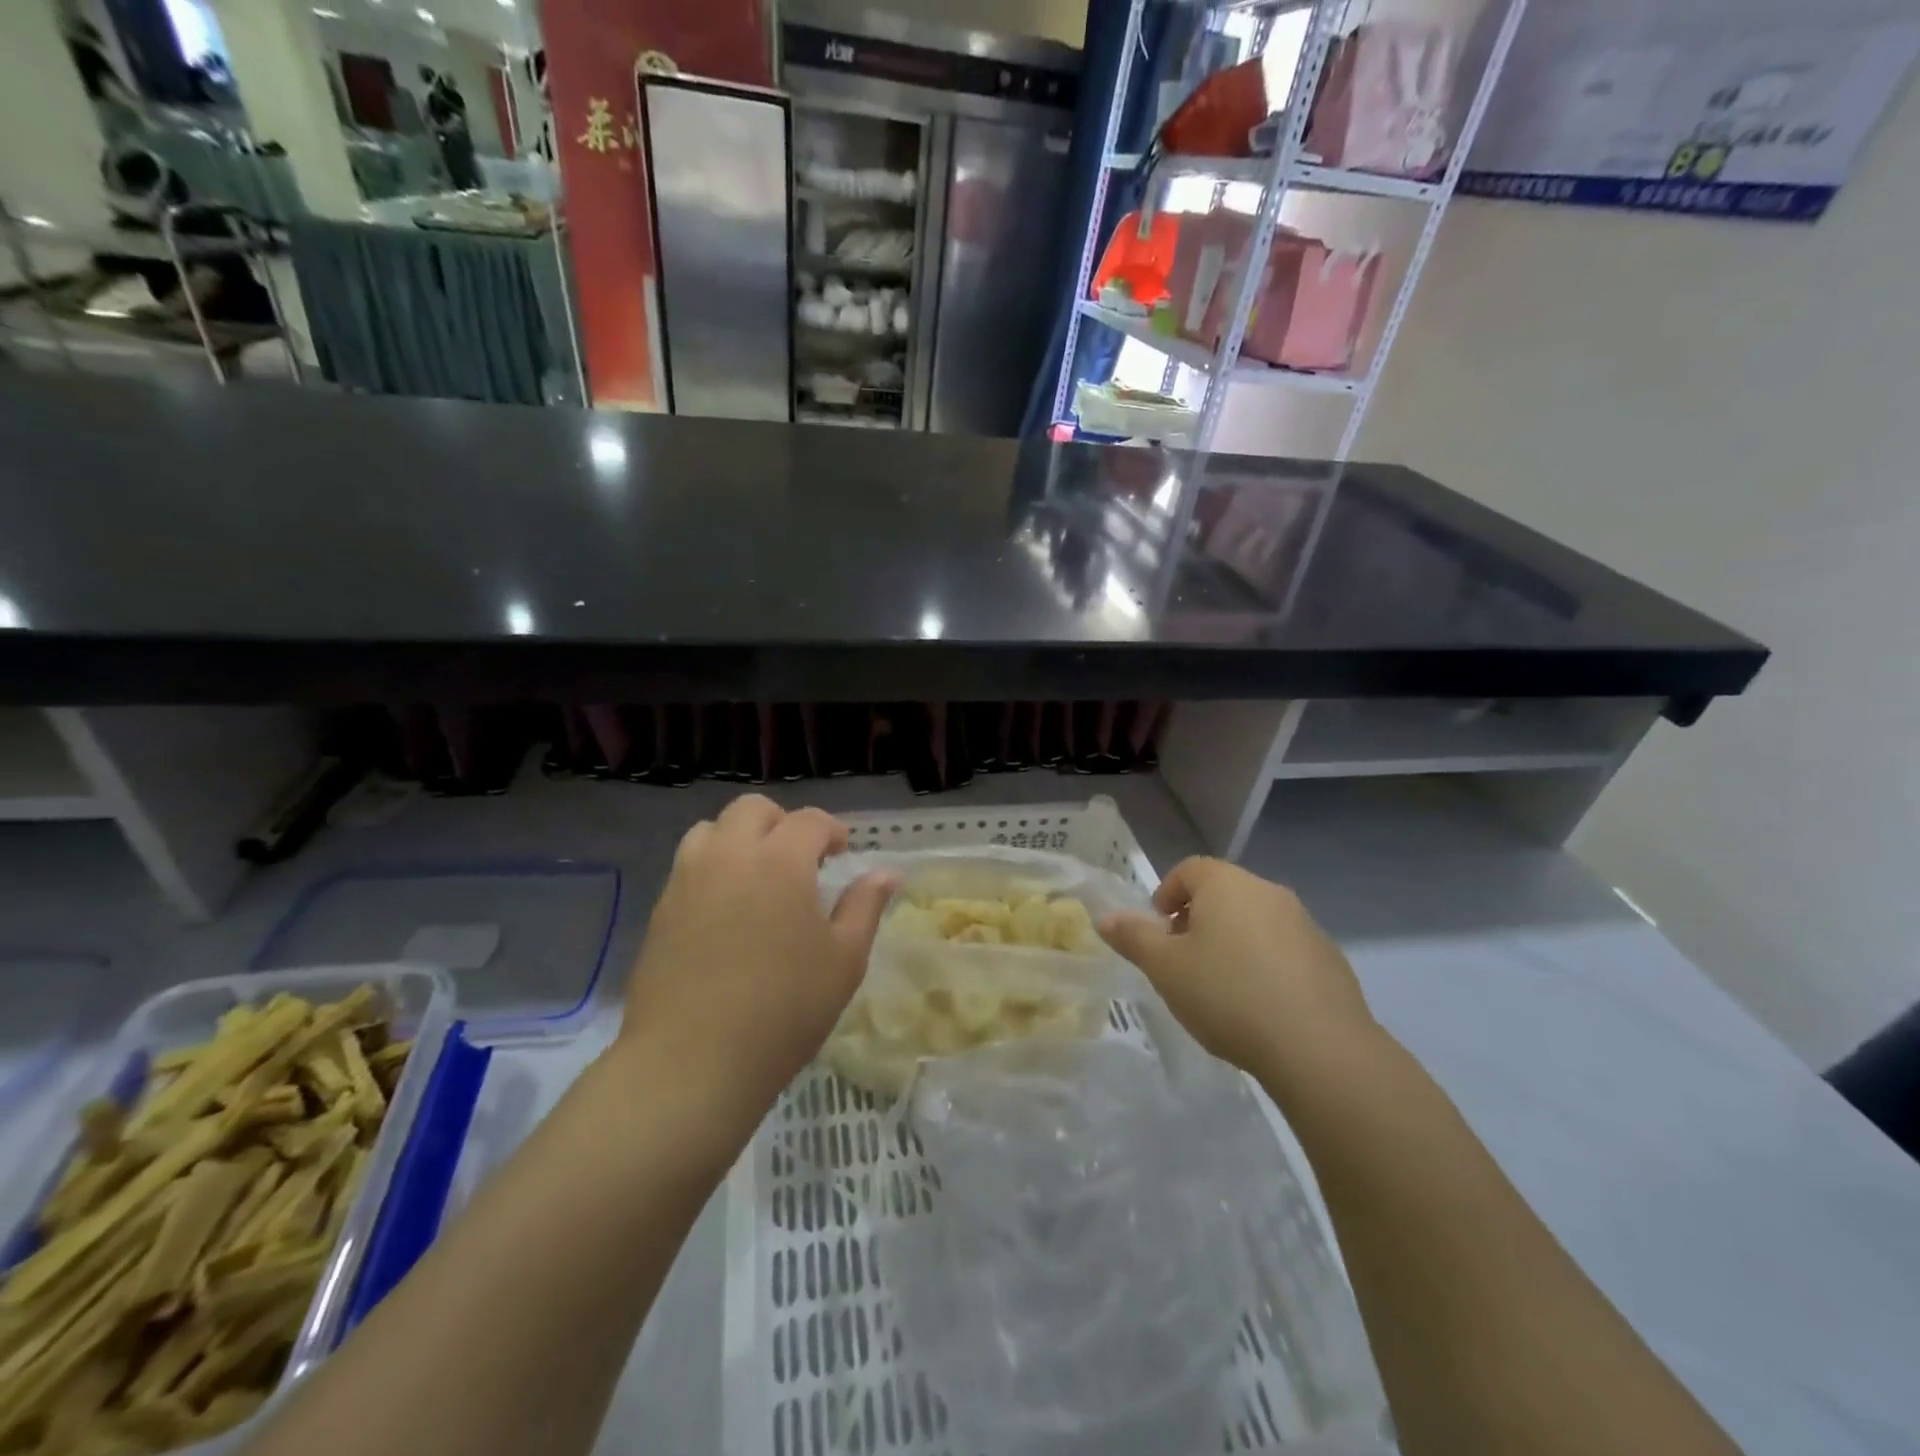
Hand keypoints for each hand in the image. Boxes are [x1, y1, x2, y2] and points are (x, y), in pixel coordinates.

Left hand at [611, 795, 896, 1145]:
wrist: (692, 1062)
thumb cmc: (784, 1010)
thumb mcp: (844, 960)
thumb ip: (865, 906)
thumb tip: (886, 872)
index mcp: (779, 861)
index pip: (808, 820)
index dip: (831, 830)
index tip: (841, 853)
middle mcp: (729, 856)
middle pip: (753, 809)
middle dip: (782, 823)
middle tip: (800, 859)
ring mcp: (687, 880)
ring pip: (711, 829)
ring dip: (740, 838)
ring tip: (758, 876)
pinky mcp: (661, 908)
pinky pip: (689, 865)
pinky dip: (713, 866)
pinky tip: (727, 909)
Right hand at [1098, 857, 1379, 1090]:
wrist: (1319, 1048)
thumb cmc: (1227, 995)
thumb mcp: (1165, 968)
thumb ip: (1133, 938)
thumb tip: (1105, 918)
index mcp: (1227, 884)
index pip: (1189, 869)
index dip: (1166, 894)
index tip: (1158, 932)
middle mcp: (1268, 892)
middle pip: (1223, 893)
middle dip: (1197, 920)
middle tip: (1182, 961)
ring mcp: (1305, 924)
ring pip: (1255, 921)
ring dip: (1232, 942)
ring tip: (1220, 988)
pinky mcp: (1330, 959)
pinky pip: (1284, 950)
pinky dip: (1265, 965)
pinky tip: (1259, 1006)